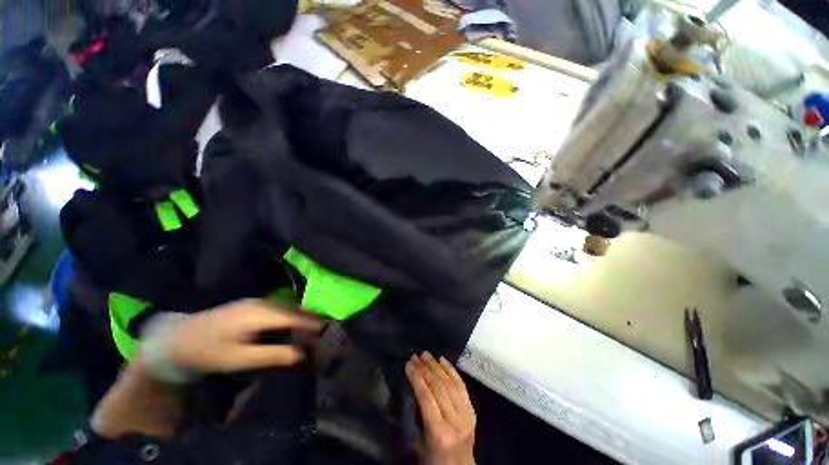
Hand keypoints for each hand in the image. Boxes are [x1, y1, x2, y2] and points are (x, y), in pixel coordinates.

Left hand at [167, 300, 321, 373]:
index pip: (294, 317)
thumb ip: (271, 355)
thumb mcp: (239, 359)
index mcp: (258, 315)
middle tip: (326, 328)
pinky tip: (294, 322)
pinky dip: (291, 314)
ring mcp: (256, 301)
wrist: (178, 339)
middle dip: (311, 317)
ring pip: (287, 307)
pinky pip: (279, 307)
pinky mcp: (251, 304)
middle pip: (293, 309)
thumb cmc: (208, 353)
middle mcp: (261, 303)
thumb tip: (301, 353)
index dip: (312, 323)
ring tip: (315, 326)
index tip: (328, 329)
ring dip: (302, 315)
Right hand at [406, 352, 475, 464]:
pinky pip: (461, 385)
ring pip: (450, 383)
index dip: (416, 378)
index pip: (426, 398)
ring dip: (436, 366)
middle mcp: (455, 421)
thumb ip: (416, 414)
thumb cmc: (433, 459)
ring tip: (426, 355)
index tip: (408, 364)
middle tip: (415, 356)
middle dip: (425, 369)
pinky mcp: (472, 410)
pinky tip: (442, 360)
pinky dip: (451, 370)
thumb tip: (410, 385)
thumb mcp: (419, 442)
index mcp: (440, 433)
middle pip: (438, 387)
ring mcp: (466, 414)